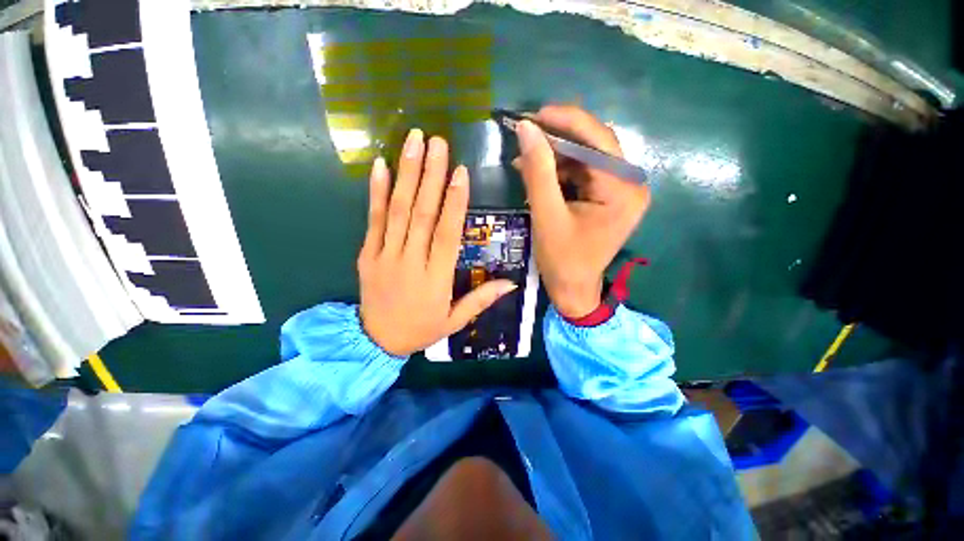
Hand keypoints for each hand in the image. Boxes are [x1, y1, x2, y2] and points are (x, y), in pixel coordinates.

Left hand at [358, 129, 516, 356]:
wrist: (375, 341)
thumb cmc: (420, 329)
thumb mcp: (454, 321)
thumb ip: (481, 300)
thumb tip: (512, 283)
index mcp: (436, 277)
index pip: (447, 233)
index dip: (455, 202)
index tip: (460, 171)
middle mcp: (411, 260)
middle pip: (423, 213)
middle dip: (431, 175)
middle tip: (437, 141)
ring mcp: (385, 254)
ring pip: (398, 210)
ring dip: (406, 174)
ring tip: (413, 142)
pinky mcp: (367, 253)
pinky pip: (372, 219)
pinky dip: (375, 192)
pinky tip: (380, 165)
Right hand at [515, 105, 650, 318]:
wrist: (573, 289)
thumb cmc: (561, 260)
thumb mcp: (546, 215)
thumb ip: (538, 172)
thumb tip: (526, 129)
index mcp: (623, 190)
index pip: (598, 140)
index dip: (565, 121)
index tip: (533, 115)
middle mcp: (631, 185)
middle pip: (594, 146)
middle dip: (558, 138)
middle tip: (527, 133)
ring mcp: (622, 191)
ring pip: (587, 158)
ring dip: (556, 155)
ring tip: (525, 157)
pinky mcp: (610, 197)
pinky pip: (585, 173)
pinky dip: (561, 171)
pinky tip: (539, 174)